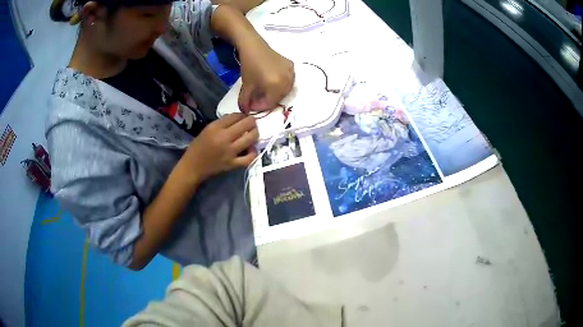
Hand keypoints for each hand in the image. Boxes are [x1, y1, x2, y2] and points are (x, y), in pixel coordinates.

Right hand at [180, 114, 258, 182]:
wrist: (193, 167)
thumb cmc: (198, 147)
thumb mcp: (207, 129)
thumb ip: (222, 123)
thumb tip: (239, 119)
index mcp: (215, 128)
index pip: (235, 116)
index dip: (243, 114)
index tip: (244, 117)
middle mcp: (223, 138)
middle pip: (246, 124)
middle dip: (252, 121)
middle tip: (252, 123)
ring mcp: (229, 152)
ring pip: (251, 138)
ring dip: (255, 134)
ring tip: (253, 133)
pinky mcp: (232, 164)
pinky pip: (249, 158)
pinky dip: (253, 153)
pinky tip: (251, 149)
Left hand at [238, 44, 294, 112]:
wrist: (254, 47)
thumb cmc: (249, 66)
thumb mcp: (246, 86)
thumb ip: (245, 102)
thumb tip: (246, 111)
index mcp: (276, 86)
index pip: (270, 104)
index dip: (260, 107)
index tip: (251, 105)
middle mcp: (287, 81)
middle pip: (278, 98)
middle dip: (267, 100)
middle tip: (257, 98)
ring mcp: (291, 73)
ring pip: (284, 90)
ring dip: (275, 93)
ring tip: (264, 90)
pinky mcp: (292, 66)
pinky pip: (288, 80)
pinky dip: (281, 83)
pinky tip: (272, 81)